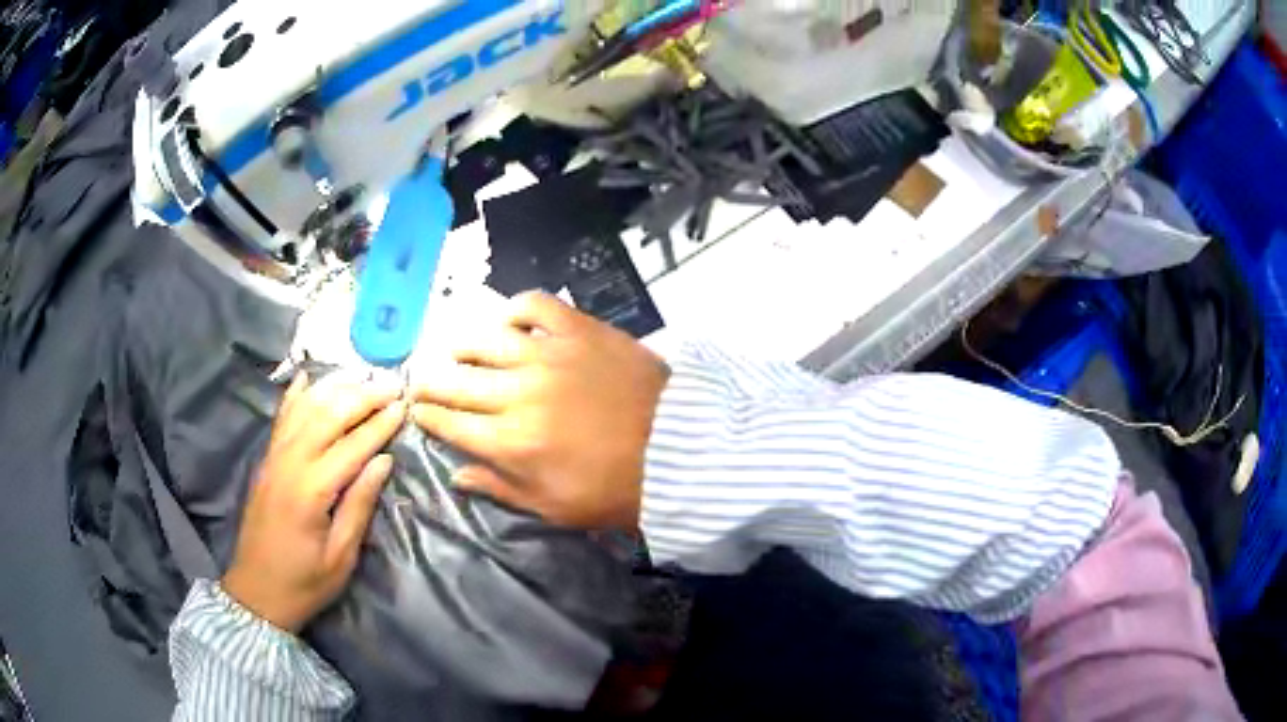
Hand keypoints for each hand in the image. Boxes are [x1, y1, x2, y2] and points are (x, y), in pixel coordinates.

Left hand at [222, 371, 406, 632]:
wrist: (257, 592)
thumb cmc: (305, 582)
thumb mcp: (341, 556)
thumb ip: (360, 505)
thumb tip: (383, 461)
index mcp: (311, 491)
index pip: (351, 446)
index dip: (379, 424)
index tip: (403, 405)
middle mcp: (289, 464)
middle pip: (327, 416)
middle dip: (361, 397)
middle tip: (390, 384)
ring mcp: (273, 459)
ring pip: (303, 410)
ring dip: (333, 389)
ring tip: (360, 376)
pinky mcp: (266, 462)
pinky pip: (280, 419)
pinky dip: (294, 395)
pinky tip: (306, 377)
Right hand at [411, 292, 668, 529]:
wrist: (677, 450)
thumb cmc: (615, 489)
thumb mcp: (554, 508)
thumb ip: (500, 488)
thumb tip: (457, 472)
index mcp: (510, 443)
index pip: (449, 423)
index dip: (427, 417)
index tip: (418, 412)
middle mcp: (517, 394)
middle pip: (455, 382)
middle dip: (430, 383)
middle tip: (423, 382)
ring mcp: (547, 355)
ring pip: (484, 341)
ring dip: (463, 348)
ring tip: (459, 354)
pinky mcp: (577, 330)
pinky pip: (534, 306)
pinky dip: (515, 310)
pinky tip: (509, 324)